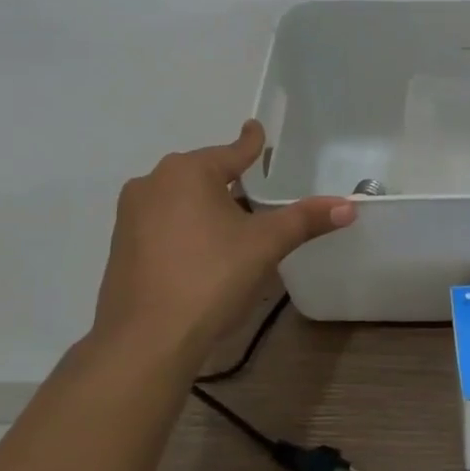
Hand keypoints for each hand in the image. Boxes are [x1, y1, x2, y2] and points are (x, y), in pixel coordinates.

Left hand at [90, 121, 354, 362]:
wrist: (145, 341)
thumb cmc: (210, 277)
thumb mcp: (265, 245)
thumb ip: (305, 219)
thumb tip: (349, 206)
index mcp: (188, 171)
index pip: (233, 150)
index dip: (252, 142)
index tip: (256, 129)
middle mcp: (153, 182)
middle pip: (205, 172)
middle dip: (230, 178)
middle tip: (258, 189)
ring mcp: (131, 215)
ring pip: (181, 197)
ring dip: (207, 204)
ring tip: (235, 222)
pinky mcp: (121, 245)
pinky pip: (163, 221)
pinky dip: (186, 226)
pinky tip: (204, 249)